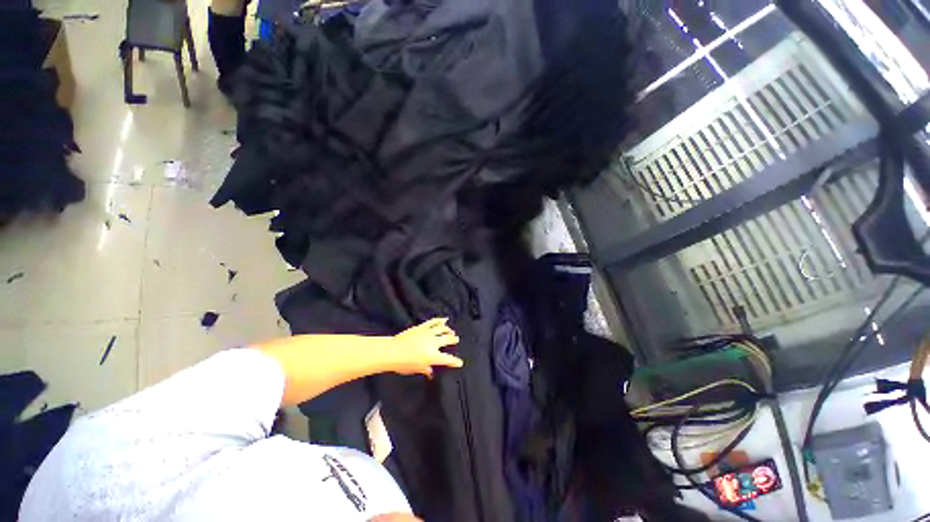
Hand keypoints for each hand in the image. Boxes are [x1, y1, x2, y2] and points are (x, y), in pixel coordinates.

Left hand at [391, 318, 462, 376]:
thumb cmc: (403, 364)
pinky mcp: (422, 327)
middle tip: (456, 340)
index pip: (448, 359)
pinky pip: (433, 322)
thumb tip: (431, 373)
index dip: (455, 361)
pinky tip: (444, 319)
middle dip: (453, 340)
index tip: (460, 362)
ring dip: (448, 330)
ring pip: (442, 329)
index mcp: (433, 356)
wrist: (392, 351)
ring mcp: (428, 333)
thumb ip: (426, 370)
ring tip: (451, 331)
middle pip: (447, 340)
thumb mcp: (416, 369)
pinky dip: (440, 320)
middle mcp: (433, 343)